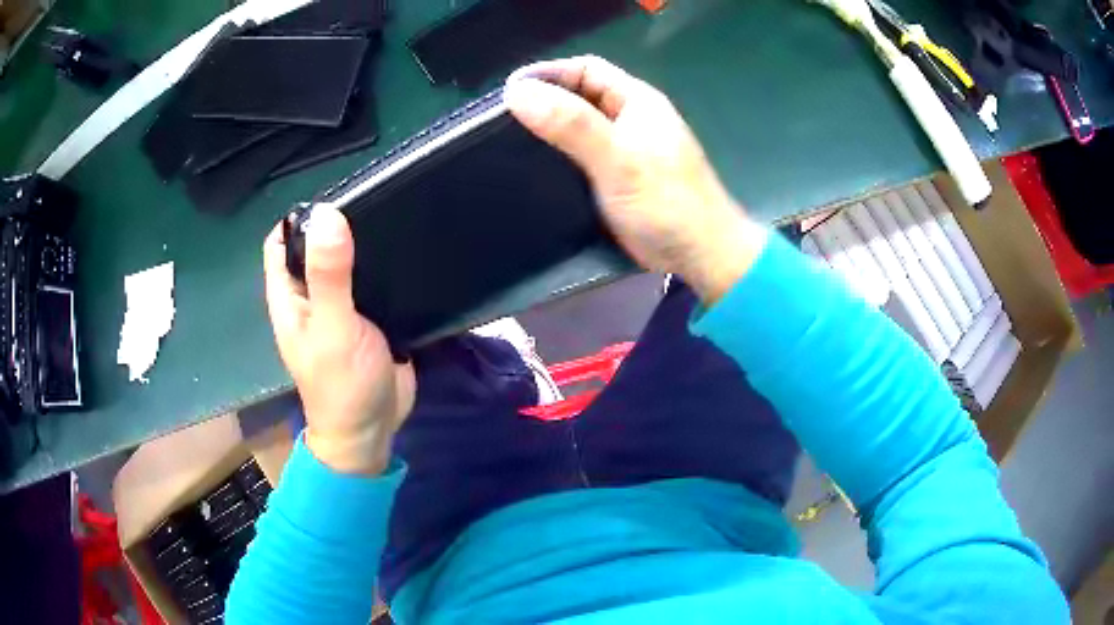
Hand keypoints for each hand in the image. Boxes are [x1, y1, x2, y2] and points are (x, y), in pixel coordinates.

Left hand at [263, 206, 414, 473]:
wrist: (372, 431)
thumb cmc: (342, 386)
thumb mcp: (333, 328)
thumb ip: (329, 276)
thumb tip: (328, 214)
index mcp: (290, 296)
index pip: (282, 240)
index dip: (301, 216)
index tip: (338, 195)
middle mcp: (310, 296)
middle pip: (316, 246)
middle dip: (338, 224)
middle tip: (377, 200)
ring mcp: (340, 307)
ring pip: (345, 262)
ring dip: (363, 243)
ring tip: (397, 217)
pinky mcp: (368, 318)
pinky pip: (372, 281)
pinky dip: (383, 265)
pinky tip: (407, 252)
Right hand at [505, 56, 768, 303]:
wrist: (699, 256)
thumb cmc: (666, 202)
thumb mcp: (618, 158)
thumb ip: (572, 124)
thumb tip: (517, 92)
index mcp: (637, 101)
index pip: (586, 70)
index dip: (548, 74)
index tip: (509, 93)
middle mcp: (629, 119)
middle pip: (578, 97)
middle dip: (542, 102)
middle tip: (500, 122)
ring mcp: (623, 150)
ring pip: (576, 128)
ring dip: (546, 132)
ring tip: (505, 145)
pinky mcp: (615, 180)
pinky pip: (578, 158)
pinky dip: (555, 159)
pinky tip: (531, 172)